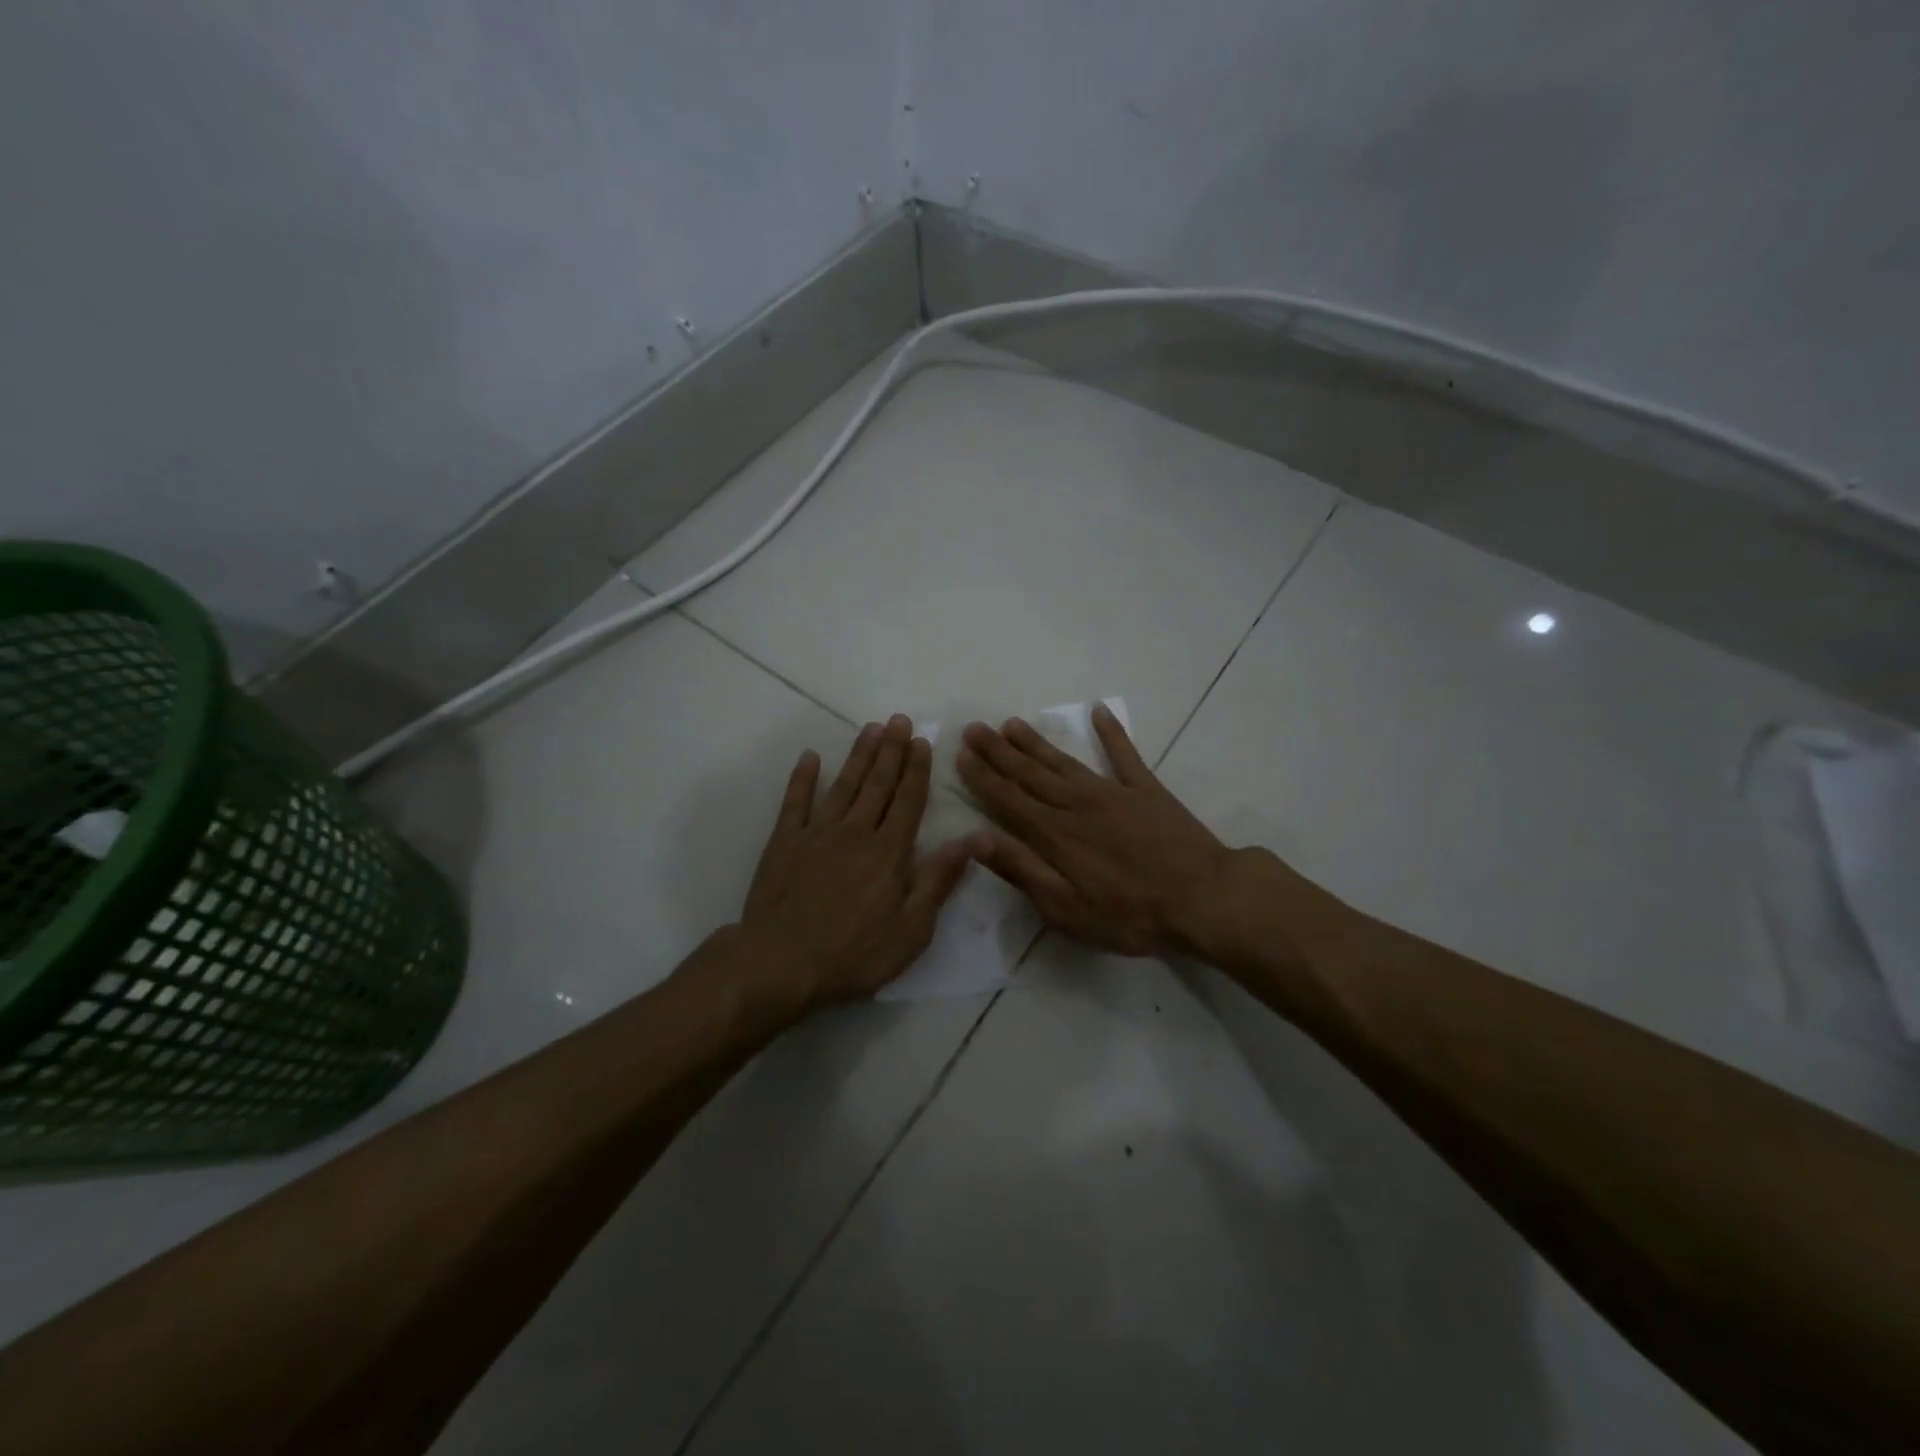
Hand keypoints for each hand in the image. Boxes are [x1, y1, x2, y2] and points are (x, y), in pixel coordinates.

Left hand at [736, 714, 970, 1007]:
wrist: (780, 964)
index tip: (922, 742)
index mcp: (889, 852)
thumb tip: (971, 840)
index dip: (917, 770)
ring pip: (844, 784)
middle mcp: (855, 832)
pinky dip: (803, 778)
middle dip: (891, 750)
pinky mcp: (784, 842)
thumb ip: (938, 881)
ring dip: (859, 755)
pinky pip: (795, 802)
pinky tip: (811, 757)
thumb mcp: (911, 930)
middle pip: (878, 784)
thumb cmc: (854, 955)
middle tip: (899, 720)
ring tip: (871, 728)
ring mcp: (816, 833)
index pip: (908, 801)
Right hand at [956, 705, 1290, 963]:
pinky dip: (1111, 732)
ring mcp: (1112, 792)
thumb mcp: (1066, 908)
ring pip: (1063, 761)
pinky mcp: (1146, 790)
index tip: (962, 754)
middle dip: (998, 751)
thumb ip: (1022, 870)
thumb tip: (977, 839)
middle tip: (974, 727)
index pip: (1008, 799)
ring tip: (1011, 723)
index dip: (983, 777)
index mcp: (1055, 834)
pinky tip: (1098, 710)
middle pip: (1029, 773)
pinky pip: (1124, 754)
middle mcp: (1076, 804)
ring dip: (1036, 742)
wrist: (1203, 899)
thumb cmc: (1130, 914)